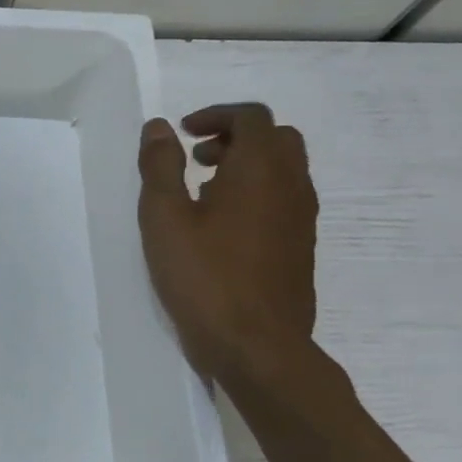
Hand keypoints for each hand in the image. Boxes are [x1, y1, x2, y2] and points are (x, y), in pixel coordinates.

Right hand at [138, 102, 317, 383]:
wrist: (257, 345)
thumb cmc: (204, 276)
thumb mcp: (164, 218)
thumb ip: (160, 167)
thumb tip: (160, 127)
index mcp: (261, 169)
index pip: (251, 117)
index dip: (216, 115)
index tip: (183, 134)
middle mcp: (291, 185)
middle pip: (276, 138)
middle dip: (235, 137)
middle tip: (196, 158)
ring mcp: (301, 219)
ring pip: (284, 170)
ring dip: (247, 165)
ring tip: (203, 193)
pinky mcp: (301, 247)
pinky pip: (284, 200)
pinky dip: (257, 193)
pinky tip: (222, 228)